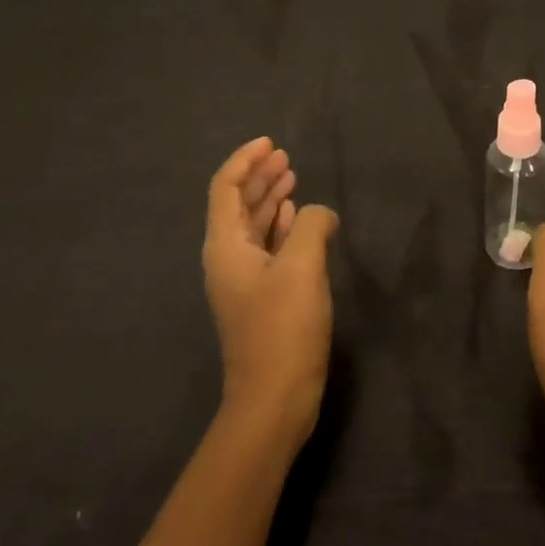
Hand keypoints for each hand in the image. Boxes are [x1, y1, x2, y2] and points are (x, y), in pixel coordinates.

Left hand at [202, 137, 338, 442]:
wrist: (272, 402)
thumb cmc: (283, 329)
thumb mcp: (302, 267)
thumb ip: (310, 226)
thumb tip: (318, 213)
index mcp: (226, 246)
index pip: (226, 188)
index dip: (245, 161)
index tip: (270, 143)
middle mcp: (228, 258)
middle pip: (238, 204)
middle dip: (259, 176)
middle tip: (284, 156)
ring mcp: (244, 280)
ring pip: (253, 225)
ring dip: (270, 199)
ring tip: (292, 177)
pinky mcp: (261, 298)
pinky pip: (267, 248)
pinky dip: (280, 226)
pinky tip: (296, 218)